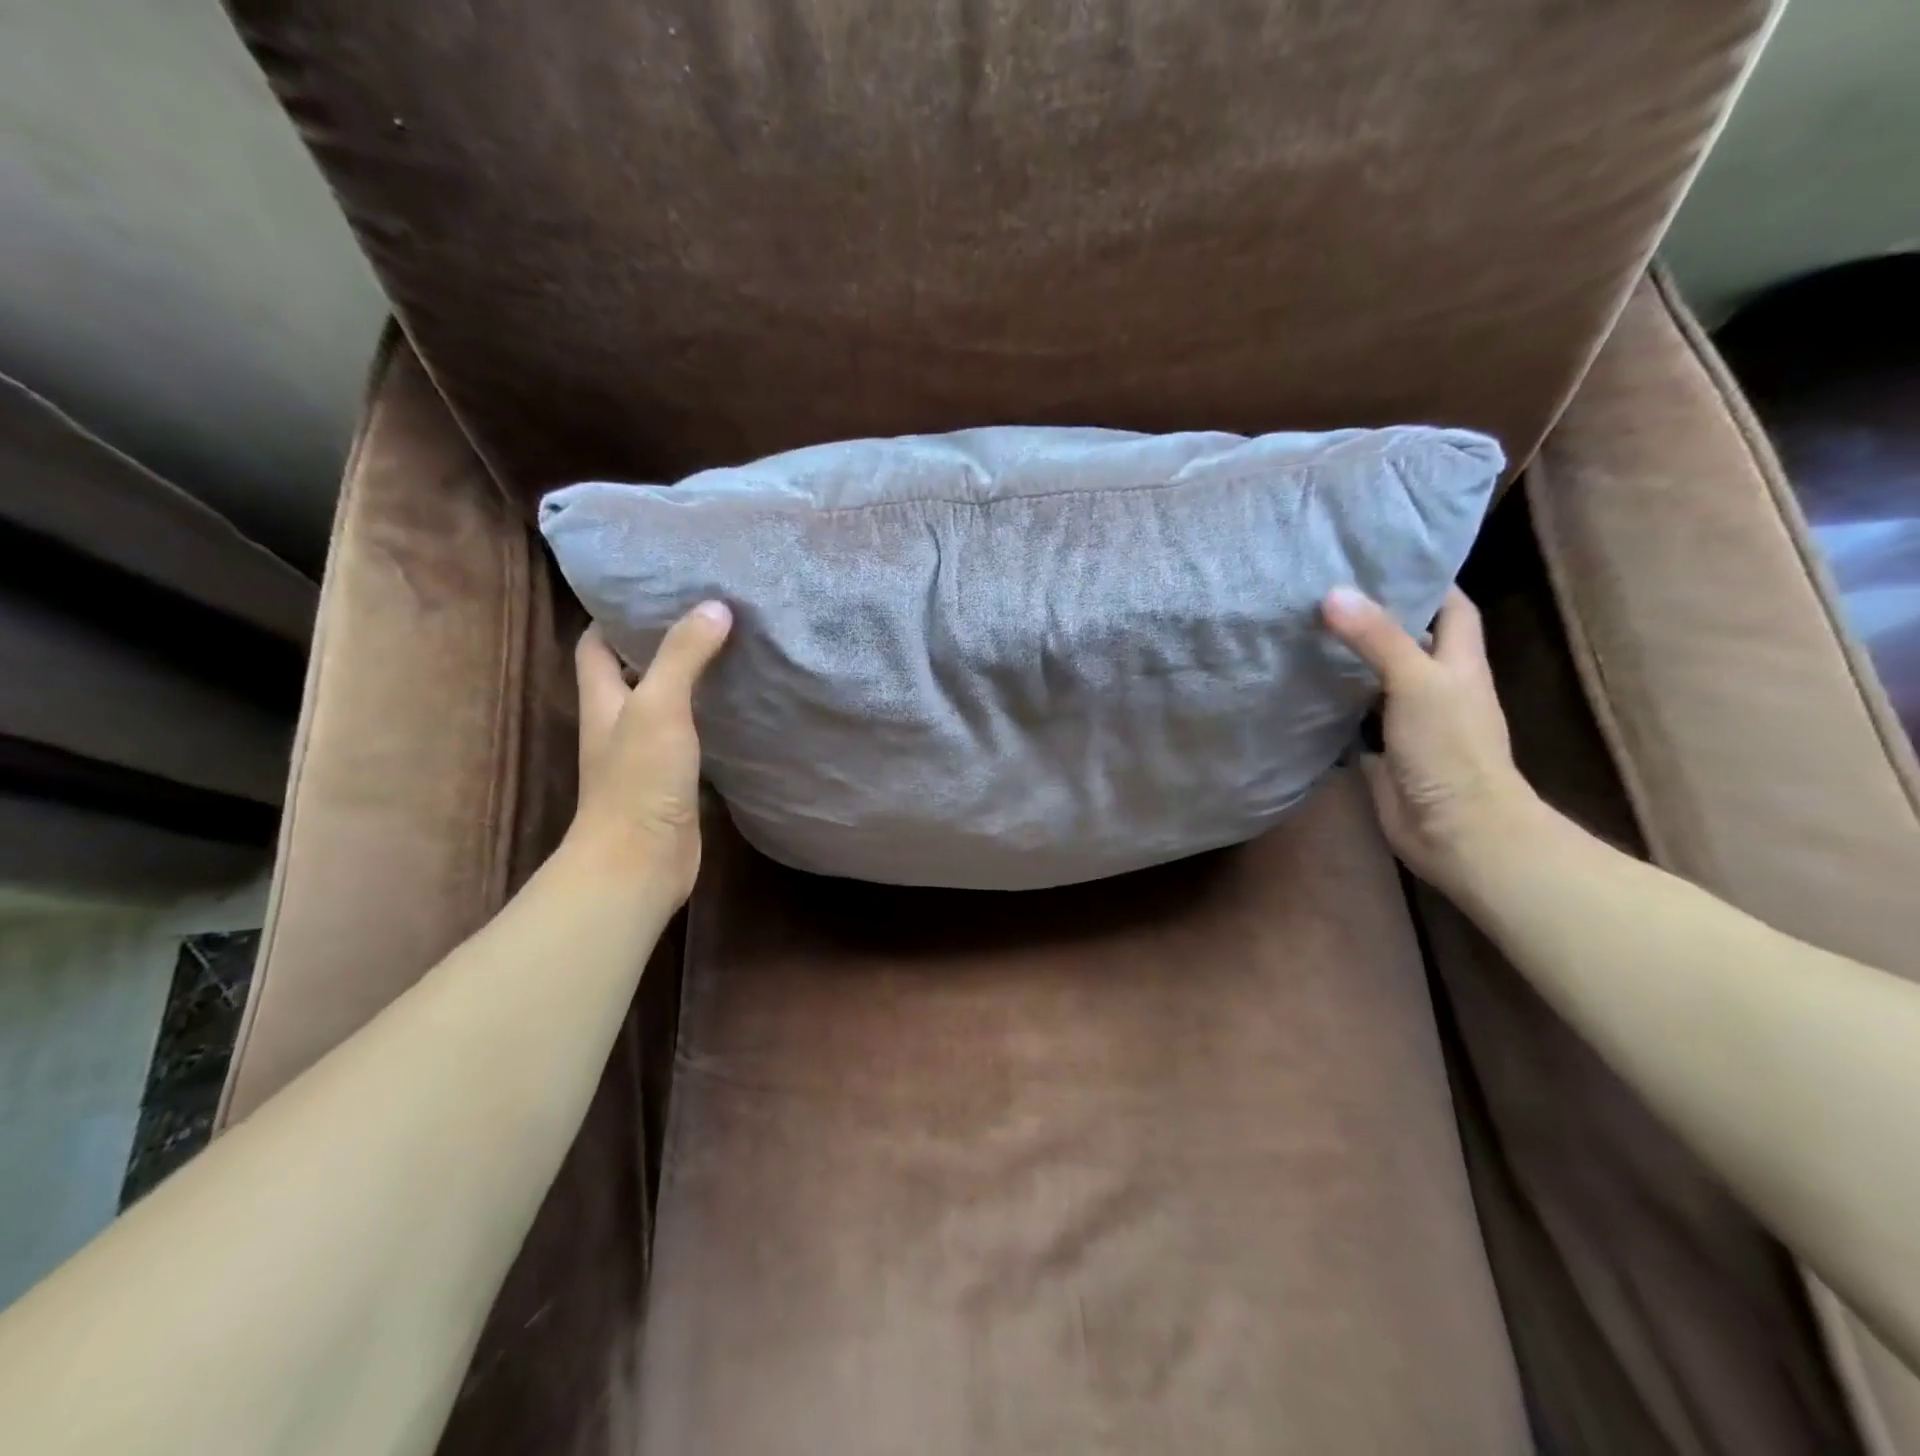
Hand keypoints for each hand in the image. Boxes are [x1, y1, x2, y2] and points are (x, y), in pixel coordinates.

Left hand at [566, 603, 731, 903]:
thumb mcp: (659, 706)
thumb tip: (714, 606)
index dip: (616, 615)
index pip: (595, 644)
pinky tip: (741, 708)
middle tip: (708, 614)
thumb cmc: (638, 781)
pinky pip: (693, 738)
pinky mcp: (674, 781)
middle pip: (632, 671)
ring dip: (691, 680)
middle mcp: (619, 723)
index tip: (656, 590)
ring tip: (731, 650)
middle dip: (662, 642)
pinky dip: (712, 720)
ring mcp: (647, 755)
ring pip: (666, 705)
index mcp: (602, 699)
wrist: (641, 863)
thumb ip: (683, 656)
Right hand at [1321, 586, 1543, 896]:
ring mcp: (1408, 720)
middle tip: (1324, 590)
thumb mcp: (1417, 683)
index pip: (1451, 606)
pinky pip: (1353, 716)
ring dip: (1348, 659)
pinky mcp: (1382, 749)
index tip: (1380, 558)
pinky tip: (1300, 687)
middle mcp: (1436, 685)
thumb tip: (1333, 593)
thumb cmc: (1450, 750)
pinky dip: (1332, 701)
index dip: (1426, 580)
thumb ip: (1377, 639)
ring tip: (1304, 629)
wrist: (1455, 830)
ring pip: (1376, 678)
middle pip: (1408, 639)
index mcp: (1459, 662)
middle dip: (1374, 616)